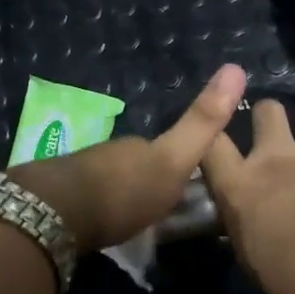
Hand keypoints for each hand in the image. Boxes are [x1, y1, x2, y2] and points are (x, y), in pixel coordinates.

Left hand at [8, 64, 248, 253]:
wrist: (59, 211)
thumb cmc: (124, 189)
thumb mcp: (173, 160)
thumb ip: (202, 123)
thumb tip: (235, 68)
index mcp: (138, 147)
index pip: (164, 151)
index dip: (178, 164)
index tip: (185, 184)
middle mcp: (109, 153)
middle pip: (135, 164)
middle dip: (147, 180)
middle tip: (159, 209)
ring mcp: (81, 173)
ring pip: (110, 181)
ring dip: (120, 195)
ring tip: (130, 221)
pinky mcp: (59, 198)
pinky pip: (87, 200)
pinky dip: (97, 208)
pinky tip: (99, 225)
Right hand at [201, 99, 294, 293]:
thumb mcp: (258, 265)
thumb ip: (253, 236)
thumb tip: (255, 234)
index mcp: (245, 187)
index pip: (211, 146)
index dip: (209, 135)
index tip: (212, 140)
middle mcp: (285, 161)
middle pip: (267, 112)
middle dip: (269, 117)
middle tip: (275, 138)